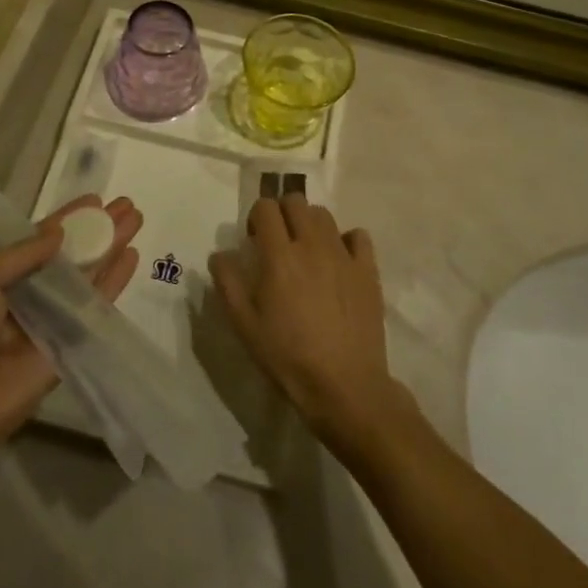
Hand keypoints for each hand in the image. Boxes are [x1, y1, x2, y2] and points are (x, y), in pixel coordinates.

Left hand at [0, 195, 141, 538]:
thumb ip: (24, 253)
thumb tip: (61, 233)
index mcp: (2, 276)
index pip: (42, 240)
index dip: (69, 220)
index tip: (96, 199)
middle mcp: (30, 294)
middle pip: (72, 255)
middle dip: (99, 230)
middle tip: (127, 205)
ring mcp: (52, 319)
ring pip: (88, 276)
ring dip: (112, 248)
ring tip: (136, 219)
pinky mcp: (70, 344)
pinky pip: (95, 307)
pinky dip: (114, 283)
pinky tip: (132, 257)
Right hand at [210, 195, 410, 453]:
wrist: (344, 386)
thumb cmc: (288, 357)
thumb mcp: (245, 325)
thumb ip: (228, 283)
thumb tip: (220, 253)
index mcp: (279, 255)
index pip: (266, 207)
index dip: (256, 216)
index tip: (254, 239)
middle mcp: (312, 245)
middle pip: (296, 201)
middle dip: (282, 212)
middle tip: (278, 241)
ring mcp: (343, 255)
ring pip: (324, 215)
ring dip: (310, 223)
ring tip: (307, 251)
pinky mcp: (368, 270)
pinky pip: (358, 235)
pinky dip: (346, 239)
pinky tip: (339, 260)